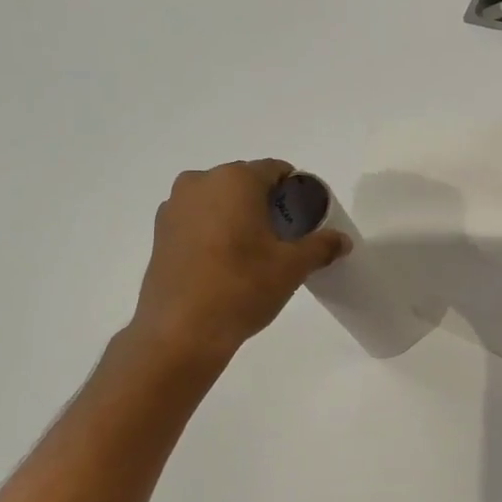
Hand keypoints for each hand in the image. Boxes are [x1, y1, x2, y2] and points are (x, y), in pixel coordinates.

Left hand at [130, 160, 349, 365]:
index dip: (295, 190)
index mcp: (235, 180)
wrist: (182, 331)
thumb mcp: (292, 267)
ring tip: (254, 251)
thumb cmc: (242, 287)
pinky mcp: (159, 233)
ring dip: (238, 216)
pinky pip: (197, 220)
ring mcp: (174, 207)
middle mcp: (200, 182)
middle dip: (266, 203)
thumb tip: (342, 240)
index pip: (275, 170)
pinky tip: (226, 262)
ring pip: (218, 201)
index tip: (306, 217)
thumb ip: (321, 246)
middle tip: (284, 237)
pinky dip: (214, 231)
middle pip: (244, 183)